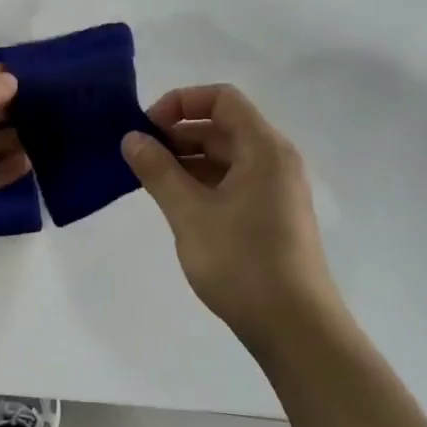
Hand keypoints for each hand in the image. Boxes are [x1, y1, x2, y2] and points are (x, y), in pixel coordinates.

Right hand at [122, 84, 341, 352]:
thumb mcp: (189, 213)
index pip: (222, 99)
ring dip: (186, 160)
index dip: (181, 102)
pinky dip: (201, 182)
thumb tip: (131, 138)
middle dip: (178, 133)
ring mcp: (275, 190)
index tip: (147, 127)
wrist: (295, 328)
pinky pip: (232, 182)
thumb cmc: (242, 262)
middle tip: (138, 155)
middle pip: (223, 126)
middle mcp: (275, 161)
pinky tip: (175, 203)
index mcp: (264, 149)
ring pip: (225, 157)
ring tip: (149, 180)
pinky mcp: (271, 216)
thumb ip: (158, 171)